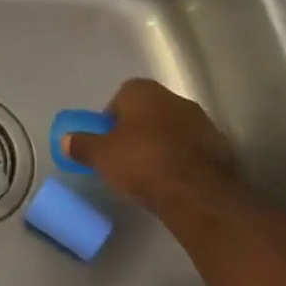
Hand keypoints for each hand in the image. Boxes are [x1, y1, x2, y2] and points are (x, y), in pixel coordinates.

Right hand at [64, 78, 241, 223]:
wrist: (196, 193)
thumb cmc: (141, 163)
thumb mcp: (101, 156)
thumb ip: (81, 145)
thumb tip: (65, 140)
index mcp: (143, 91)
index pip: (121, 95)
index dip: (111, 118)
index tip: (107, 141)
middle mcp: (174, 98)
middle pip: (148, 110)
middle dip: (137, 129)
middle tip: (125, 156)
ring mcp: (201, 121)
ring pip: (172, 128)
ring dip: (161, 143)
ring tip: (150, 172)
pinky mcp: (220, 147)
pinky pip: (191, 148)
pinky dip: (182, 158)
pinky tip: (173, 180)